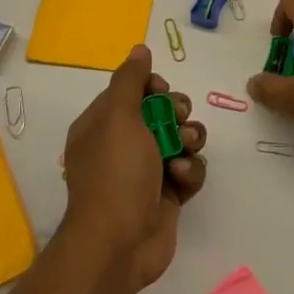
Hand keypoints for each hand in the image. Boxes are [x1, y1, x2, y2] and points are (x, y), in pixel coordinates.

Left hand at [60, 45, 206, 292]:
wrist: (120, 243)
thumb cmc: (116, 173)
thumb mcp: (118, 116)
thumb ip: (131, 80)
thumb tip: (139, 49)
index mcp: (103, 124)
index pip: (134, 90)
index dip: (153, 87)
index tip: (160, 92)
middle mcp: (124, 144)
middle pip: (163, 111)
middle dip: (177, 113)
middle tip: (176, 122)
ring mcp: (147, 170)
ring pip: (182, 138)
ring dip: (190, 141)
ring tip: (184, 153)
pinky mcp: (168, 194)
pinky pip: (191, 169)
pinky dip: (191, 172)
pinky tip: (182, 180)